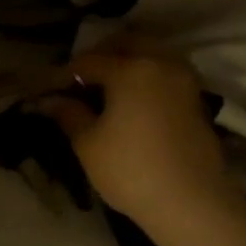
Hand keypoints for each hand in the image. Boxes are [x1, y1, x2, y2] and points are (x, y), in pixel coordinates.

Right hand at [41, 44, 232, 232]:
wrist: (190, 202)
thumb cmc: (130, 171)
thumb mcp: (89, 144)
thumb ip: (69, 114)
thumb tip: (50, 100)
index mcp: (131, 69)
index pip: (89, 61)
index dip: (65, 73)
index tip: (48, 88)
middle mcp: (161, 63)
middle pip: (127, 43)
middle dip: (101, 54)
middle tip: (80, 78)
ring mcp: (184, 80)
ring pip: (152, 53)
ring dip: (128, 60)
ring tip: (107, 87)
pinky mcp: (197, 99)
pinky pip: (167, 72)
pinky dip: (148, 75)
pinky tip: (133, 100)